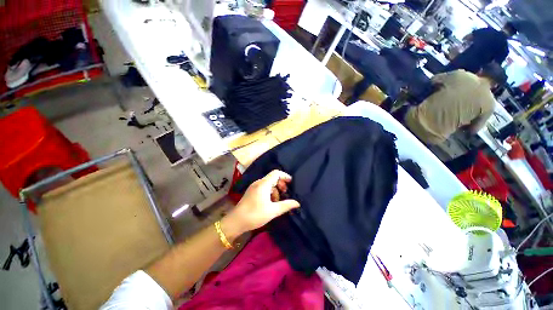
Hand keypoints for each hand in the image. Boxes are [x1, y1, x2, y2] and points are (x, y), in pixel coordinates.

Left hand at [222, 170, 299, 238]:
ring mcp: (254, 187)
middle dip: (280, 185)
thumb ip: (286, 205)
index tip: (291, 183)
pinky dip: (269, 193)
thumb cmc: (255, 215)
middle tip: (285, 194)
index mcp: (263, 184)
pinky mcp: (251, 192)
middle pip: (272, 178)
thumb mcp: (272, 211)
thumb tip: (297, 203)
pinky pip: (263, 188)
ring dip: (275, 191)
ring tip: (277, 202)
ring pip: (268, 184)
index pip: (276, 173)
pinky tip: (270, 203)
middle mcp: (258, 183)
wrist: (236, 221)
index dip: (284, 176)